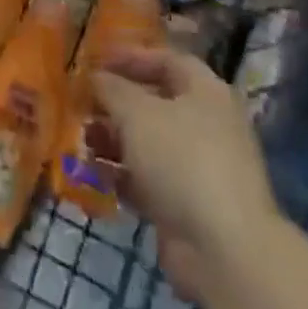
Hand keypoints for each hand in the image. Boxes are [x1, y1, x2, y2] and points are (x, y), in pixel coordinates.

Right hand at [95, 46, 278, 303]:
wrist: (224, 250)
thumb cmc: (182, 160)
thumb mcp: (137, 112)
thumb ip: (112, 89)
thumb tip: (96, 77)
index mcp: (205, 92)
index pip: (166, 61)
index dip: (131, 57)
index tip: (97, 62)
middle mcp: (206, 125)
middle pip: (155, 104)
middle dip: (117, 104)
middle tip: (83, 105)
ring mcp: (199, 169)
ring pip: (149, 144)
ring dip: (115, 141)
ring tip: (83, 141)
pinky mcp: (188, 207)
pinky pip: (149, 181)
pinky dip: (124, 177)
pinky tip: (96, 177)